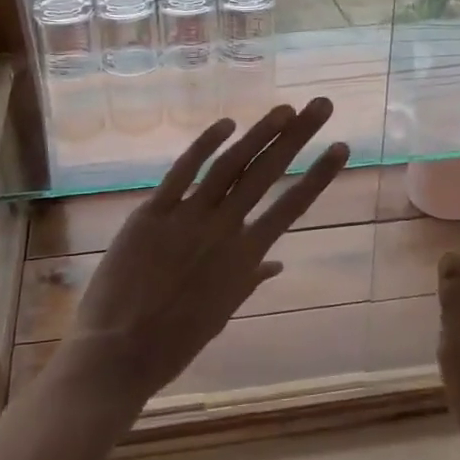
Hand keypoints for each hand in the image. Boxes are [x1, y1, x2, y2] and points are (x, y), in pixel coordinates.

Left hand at [57, 100, 349, 414]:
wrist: (119, 353)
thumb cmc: (174, 342)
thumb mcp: (220, 313)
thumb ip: (248, 279)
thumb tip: (275, 262)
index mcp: (244, 258)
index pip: (291, 207)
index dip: (318, 175)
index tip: (340, 147)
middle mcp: (223, 230)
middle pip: (266, 174)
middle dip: (297, 136)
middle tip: (322, 105)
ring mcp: (186, 218)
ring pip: (230, 165)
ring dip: (259, 133)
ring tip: (284, 109)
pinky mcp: (151, 213)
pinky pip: (181, 172)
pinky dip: (204, 145)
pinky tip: (226, 124)